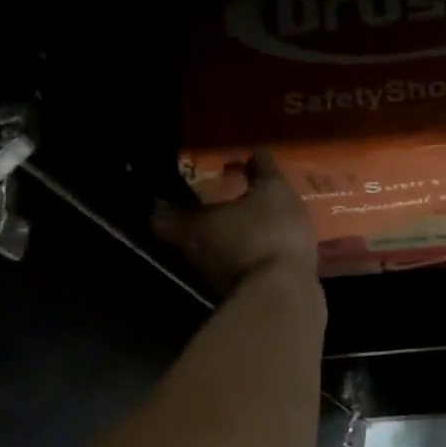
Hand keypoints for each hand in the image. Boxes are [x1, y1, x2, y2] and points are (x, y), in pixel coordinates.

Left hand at [152, 151, 318, 293]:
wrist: (285, 295)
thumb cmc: (269, 234)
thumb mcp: (274, 192)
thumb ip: (264, 171)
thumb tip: (256, 151)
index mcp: (192, 226)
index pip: (160, 214)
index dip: (164, 201)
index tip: (173, 189)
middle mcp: (195, 255)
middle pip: (187, 236)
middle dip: (201, 220)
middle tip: (218, 201)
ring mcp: (216, 281)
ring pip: (214, 255)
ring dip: (226, 241)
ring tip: (247, 223)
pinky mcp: (242, 296)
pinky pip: (239, 271)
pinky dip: (248, 259)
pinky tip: (268, 247)